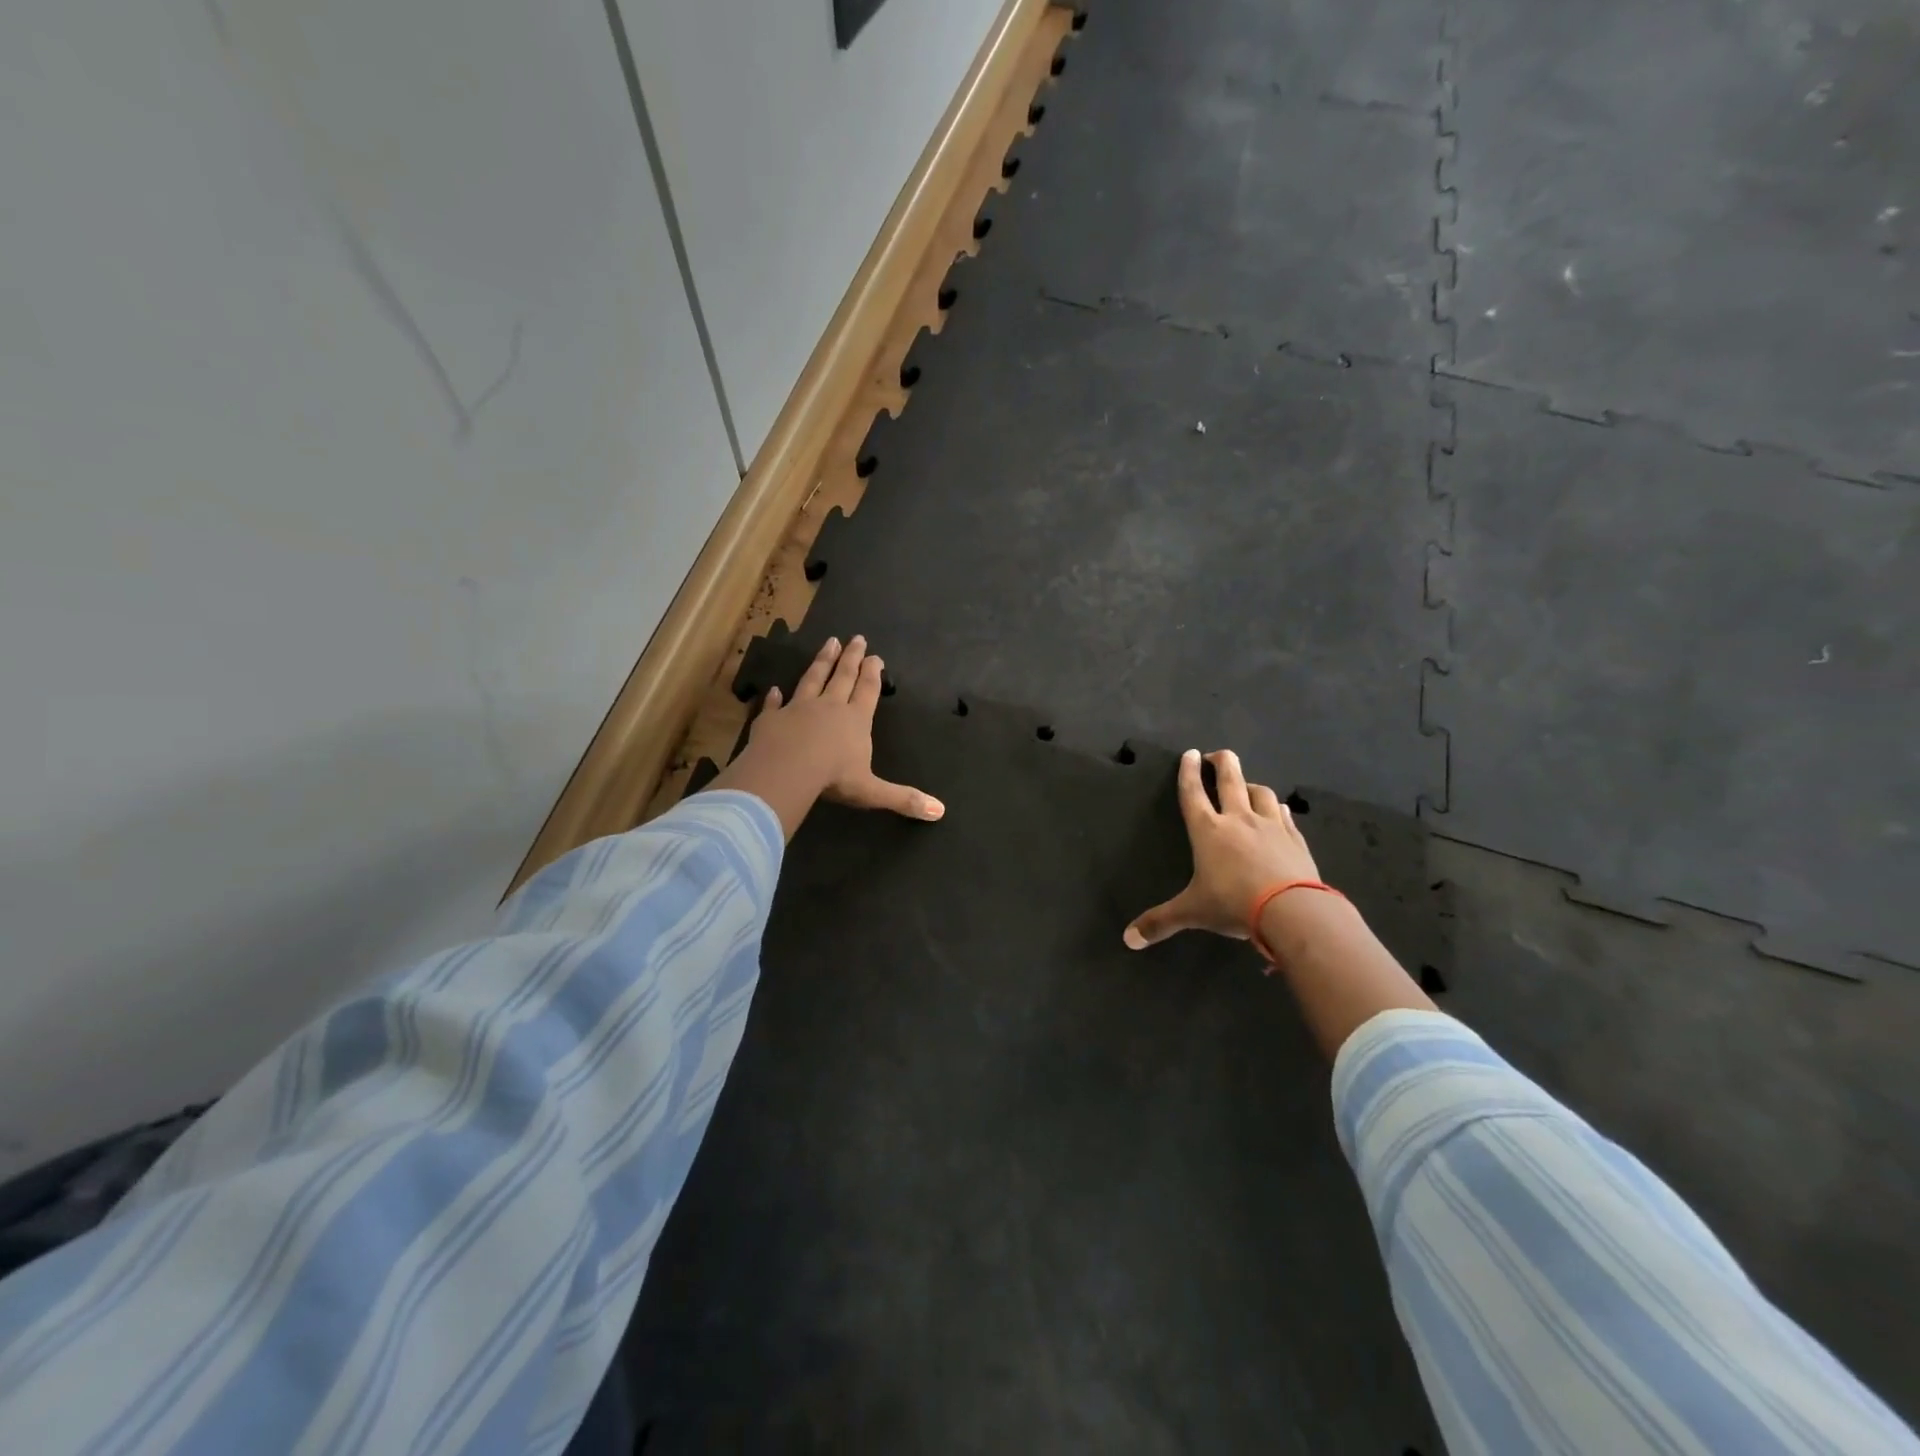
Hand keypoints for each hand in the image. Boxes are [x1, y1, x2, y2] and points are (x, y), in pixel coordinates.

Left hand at [719, 636, 943, 835]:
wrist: (787, 770)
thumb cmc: (834, 778)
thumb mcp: (873, 791)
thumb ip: (904, 799)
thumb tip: (940, 812)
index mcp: (856, 720)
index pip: (867, 691)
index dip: (872, 674)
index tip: (875, 656)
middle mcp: (829, 707)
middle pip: (842, 676)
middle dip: (851, 657)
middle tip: (856, 638)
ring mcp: (798, 709)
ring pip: (812, 679)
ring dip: (821, 661)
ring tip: (829, 643)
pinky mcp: (771, 719)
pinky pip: (774, 705)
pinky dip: (775, 697)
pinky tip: (774, 689)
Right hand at [1124, 749, 1320, 948]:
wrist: (1292, 910)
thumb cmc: (1233, 903)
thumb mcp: (1193, 913)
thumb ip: (1161, 922)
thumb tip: (1128, 940)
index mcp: (1208, 830)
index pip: (1193, 793)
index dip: (1189, 772)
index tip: (1190, 754)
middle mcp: (1238, 819)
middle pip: (1230, 779)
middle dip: (1223, 762)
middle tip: (1218, 754)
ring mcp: (1271, 826)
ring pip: (1261, 793)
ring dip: (1252, 785)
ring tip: (1247, 785)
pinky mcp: (1295, 839)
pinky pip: (1285, 815)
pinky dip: (1278, 809)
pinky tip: (1279, 810)